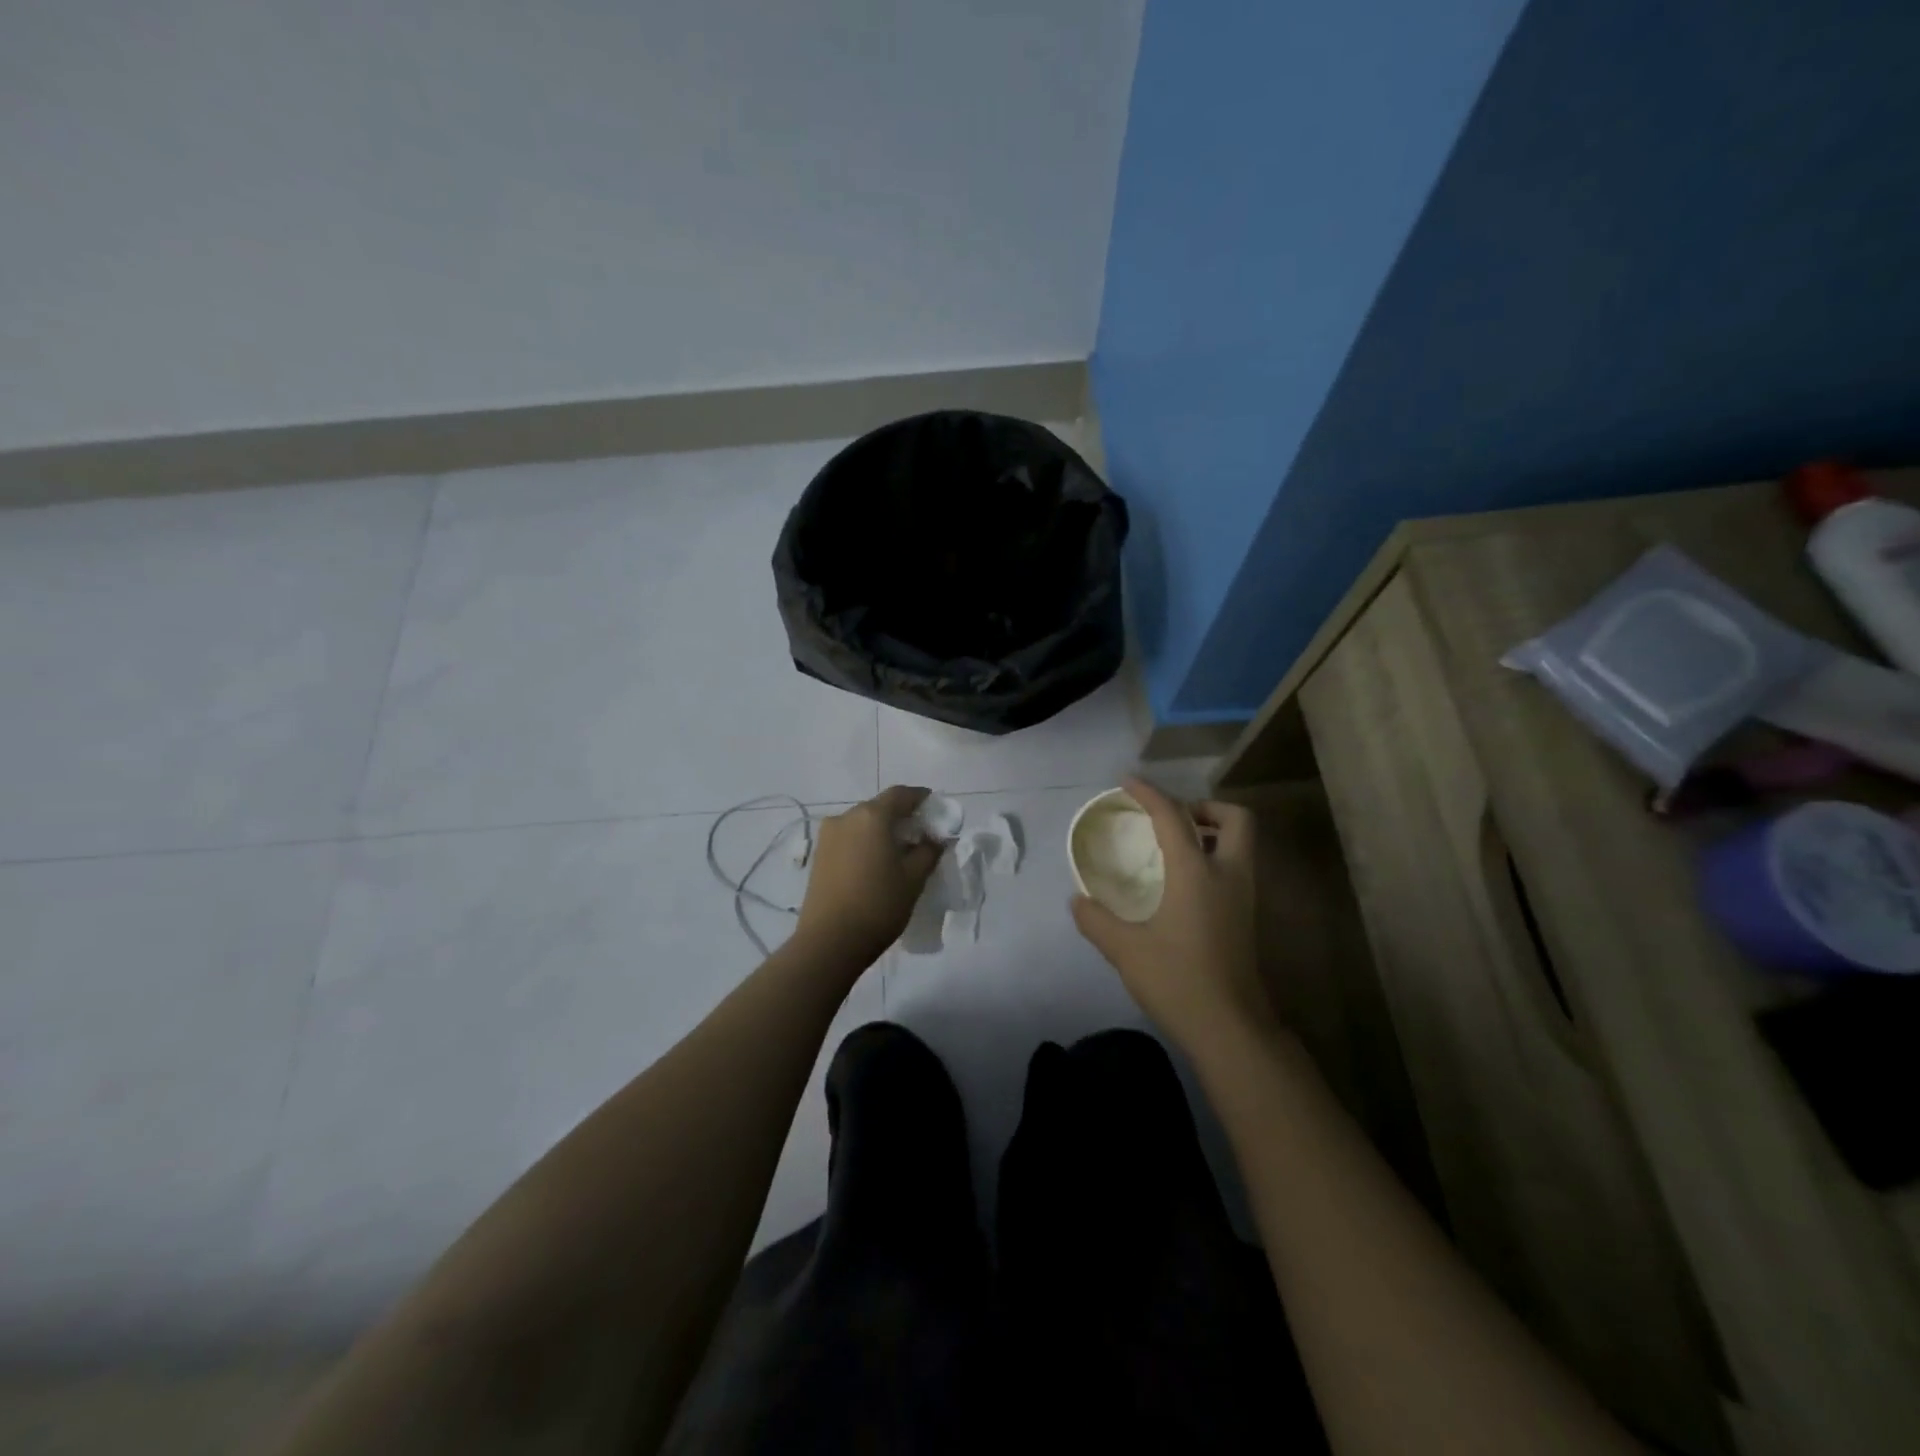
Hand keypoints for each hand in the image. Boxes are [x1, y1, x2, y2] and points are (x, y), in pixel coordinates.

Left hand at [795, 785, 942, 964]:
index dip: (920, 797)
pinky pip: (848, 839)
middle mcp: (846, 817)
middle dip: (901, 817)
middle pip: (879, 807)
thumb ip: (929, 851)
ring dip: (881, 831)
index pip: (901, 794)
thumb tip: (935, 838)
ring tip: (898, 853)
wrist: (829, 942)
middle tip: (921, 835)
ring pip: (862, 823)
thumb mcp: (914, 878)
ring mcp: (828, 836)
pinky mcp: (818, 855)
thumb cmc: (878, 905)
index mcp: (872, 816)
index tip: (935, 809)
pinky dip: (865, 843)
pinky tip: (876, 864)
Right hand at [1071, 777, 1274, 1053]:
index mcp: (1197, 873)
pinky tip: (1182, 882)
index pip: (1173, 817)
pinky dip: (1214, 857)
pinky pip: (1235, 867)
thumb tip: (1078, 900)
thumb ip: (1096, 920)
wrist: (1231, 1029)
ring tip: (1173, 846)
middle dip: (1205, 807)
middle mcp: (1228, 875)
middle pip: (1235, 818)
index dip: (1149, 793)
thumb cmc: (1178, 981)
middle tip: (1171, 819)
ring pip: (1241, 844)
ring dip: (1212, 832)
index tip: (1127, 782)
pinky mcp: (1246, 917)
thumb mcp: (1125, 950)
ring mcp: (1243, 897)